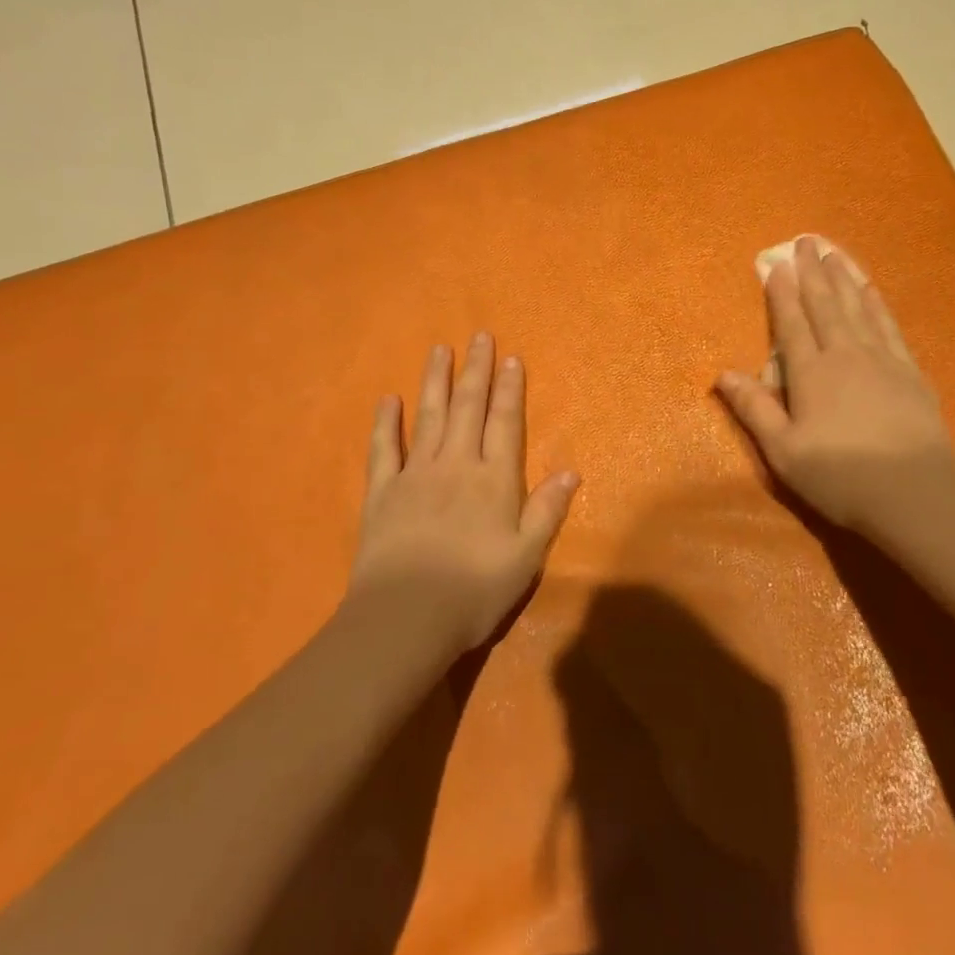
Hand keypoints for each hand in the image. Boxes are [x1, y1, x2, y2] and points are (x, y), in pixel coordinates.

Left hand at [348, 334, 579, 655]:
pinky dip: (386, 422)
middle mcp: (456, 465)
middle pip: (468, 408)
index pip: (505, 423)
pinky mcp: (382, 492)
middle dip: (476, 371)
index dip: (509, 390)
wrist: (406, 618)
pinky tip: (389, 399)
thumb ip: (547, 510)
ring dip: (435, 381)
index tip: (510, 358)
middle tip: (479, 336)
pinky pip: (384, 448)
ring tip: (439, 349)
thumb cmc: (475, 590)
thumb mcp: (527, 556)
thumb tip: (571, 471)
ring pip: (428, 416)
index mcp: (494, 480)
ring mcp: (415, 475)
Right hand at [717, 237, 954, 534]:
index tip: (776, 264)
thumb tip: (723, 374)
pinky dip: (877, 303)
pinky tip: (872, 290)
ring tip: (834, 252)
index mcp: (811, 373)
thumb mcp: (783, 450)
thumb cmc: (840, 476)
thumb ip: (754, 409)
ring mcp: (881, 359)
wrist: (914, 492)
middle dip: (812, 272)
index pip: (792, 324)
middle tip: (805, 241)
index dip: (782, 293)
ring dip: (843, 277)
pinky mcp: (909, 370)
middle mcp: (845, 354)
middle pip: (825, 305)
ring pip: (857, 307)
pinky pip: (888, 325)